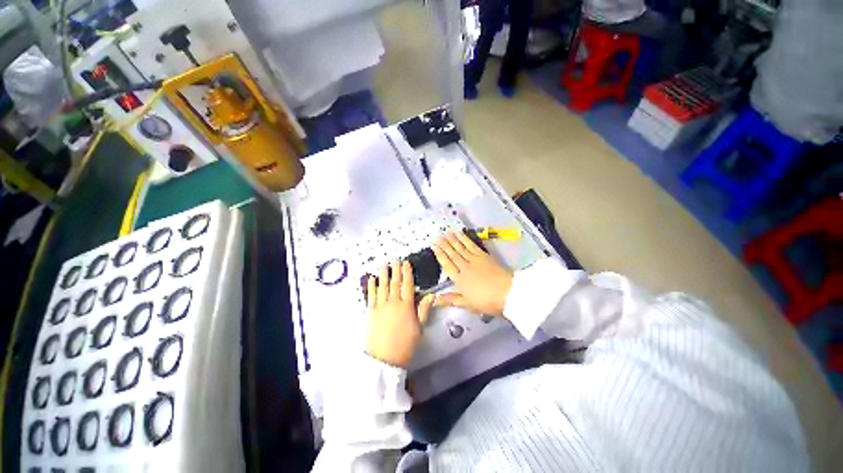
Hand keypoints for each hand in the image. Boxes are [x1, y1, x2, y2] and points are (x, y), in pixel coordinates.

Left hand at [366, 260, 434, 367]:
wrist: (385, 359)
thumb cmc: (406, 344)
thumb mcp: (419, 328)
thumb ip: (423, 309)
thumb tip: (431, 295)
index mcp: (406, 306)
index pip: (407, 285)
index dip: (407, 273)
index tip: (406, 263)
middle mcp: (393, 303)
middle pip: (395, 283)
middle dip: (396, 270)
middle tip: (395, 259)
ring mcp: (381, 306)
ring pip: (383, 286)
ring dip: (383, 274)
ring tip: (384, 264)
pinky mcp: (371, 312)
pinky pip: (371, 296)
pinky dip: (371, 286)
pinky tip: (371, 279)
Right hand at [432, 231, 513, 315]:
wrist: (507, 292)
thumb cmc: (486, 301)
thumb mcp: (467, 303)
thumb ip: (450, 299)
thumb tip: (434, 300)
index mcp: (459, 279)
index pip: (447, 264)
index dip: (439, 255)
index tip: (433, 246)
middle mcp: (464, 267)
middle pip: (452, 254)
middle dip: (444, 245)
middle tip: (437, 236)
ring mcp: (474, 260)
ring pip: (461, 248)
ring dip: (453, 240)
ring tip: (446, 233)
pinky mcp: (484, 255)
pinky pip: (472, 245)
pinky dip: (465, 239)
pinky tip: (460, 234)